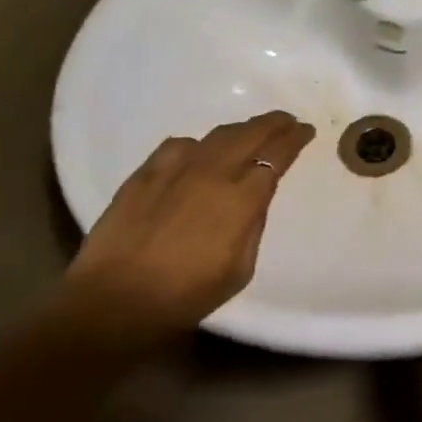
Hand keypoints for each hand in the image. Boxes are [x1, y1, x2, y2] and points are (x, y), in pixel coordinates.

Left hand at [66, 110, 316, 341]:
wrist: (115, 300)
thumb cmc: (185, 295)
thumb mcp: (240, 270)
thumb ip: (253, 226)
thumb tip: (254, 199)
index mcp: (242, 198)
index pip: (277, 154)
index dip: (295, 139)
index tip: (306, 131)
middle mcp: (213, 172)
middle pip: (252, 133)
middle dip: (274, 123)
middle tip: (287, 121)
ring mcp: (177, 167)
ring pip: (218, 135)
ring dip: (241, 130)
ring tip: (251, 132)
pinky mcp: (146, 171)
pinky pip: (180, 145)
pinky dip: (199, 145)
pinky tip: (198, 154)